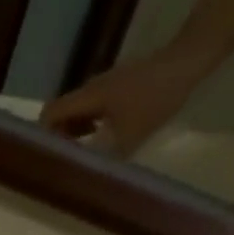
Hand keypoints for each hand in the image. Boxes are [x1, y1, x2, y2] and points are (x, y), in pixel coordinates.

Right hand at [39, 48, 211, 154]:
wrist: (190, 58)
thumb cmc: (157, 97)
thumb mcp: (128, 136)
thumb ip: (100, 157)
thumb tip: (79, 175)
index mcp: (87, 98)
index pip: (49, 115)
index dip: (43, 137)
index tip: (49, 159)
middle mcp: (91, 89)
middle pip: (61, 114)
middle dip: (59, 139)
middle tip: (67, 163)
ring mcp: (106, 85)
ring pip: (78, 112)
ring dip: (75, 134)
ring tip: (84, 156)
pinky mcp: (120, 85)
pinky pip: (94, 109)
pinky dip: (91, 126)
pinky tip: (104, 139)